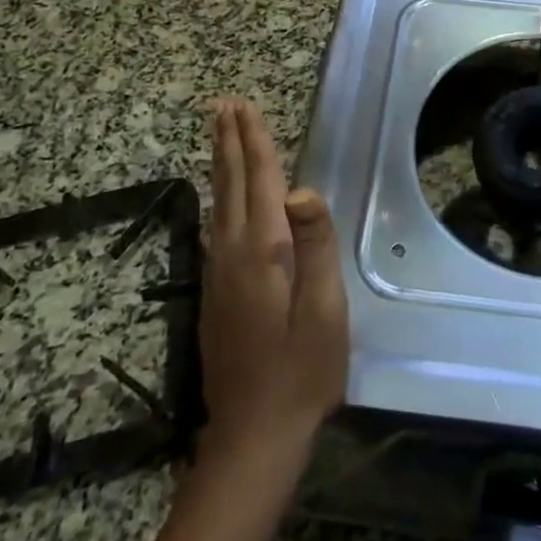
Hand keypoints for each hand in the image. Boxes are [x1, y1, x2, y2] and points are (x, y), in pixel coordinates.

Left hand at [199, 98, 348, 473]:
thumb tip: (301, 188)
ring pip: (219, 203)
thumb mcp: (324, 310)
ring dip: (220, 162)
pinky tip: (221, 194)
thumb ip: (315, 246)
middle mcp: (233, 253)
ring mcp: (220, 274)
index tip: (244, 106)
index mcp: (263, 251)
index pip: (260, 182)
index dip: (254, 142)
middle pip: (230, 184)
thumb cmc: (302, 370)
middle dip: (229, 142)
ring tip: (220, 132)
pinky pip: (218, 224)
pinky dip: (220, 194)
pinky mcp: (217, 292)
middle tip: (223, 104)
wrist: (253, 435)